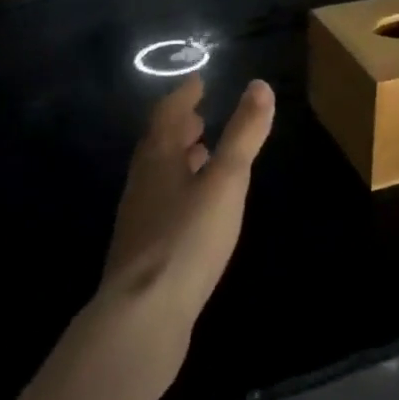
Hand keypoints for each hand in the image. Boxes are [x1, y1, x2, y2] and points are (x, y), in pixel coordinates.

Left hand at [96, 75, 274, 385]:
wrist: (142, 318)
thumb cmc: (187, 238)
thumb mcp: (226, 180)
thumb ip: (243, 134)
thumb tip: (259, 85)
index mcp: (158, 159)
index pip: (167, 114)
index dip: (183, 95)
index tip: (198, 81)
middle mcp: (143, 183)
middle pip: (158, 144)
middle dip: (179, 126)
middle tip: (199, 114)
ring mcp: (139, 219)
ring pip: (158, 176)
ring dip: (178, 158)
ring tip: (201, 153)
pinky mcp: (144, 252)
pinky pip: (161, 204)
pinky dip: (179, 190)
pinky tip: (195, 208)